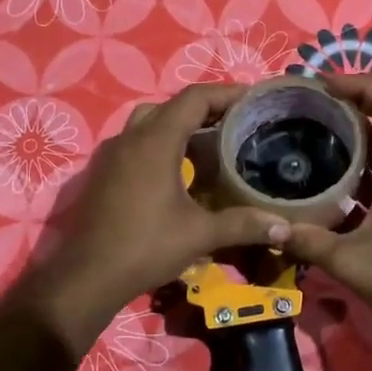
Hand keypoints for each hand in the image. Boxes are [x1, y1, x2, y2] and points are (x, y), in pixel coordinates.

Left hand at [26, 84, 282, 356]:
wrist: (87, 277)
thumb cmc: (145, 247)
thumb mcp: (199, 234)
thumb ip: (243, 225)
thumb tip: (285, 226)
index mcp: (155, 141)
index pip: (194, 98)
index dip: (225, 93)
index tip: (253, 99)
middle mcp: (129, 139)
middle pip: (170, 106)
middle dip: (203, 109)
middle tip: (234, 123)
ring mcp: (111, 155)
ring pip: (148, 123)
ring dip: (178, 126)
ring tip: (209, 144)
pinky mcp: (102, 174)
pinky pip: (134, 144)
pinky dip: (159, 145)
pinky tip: (177, 172)